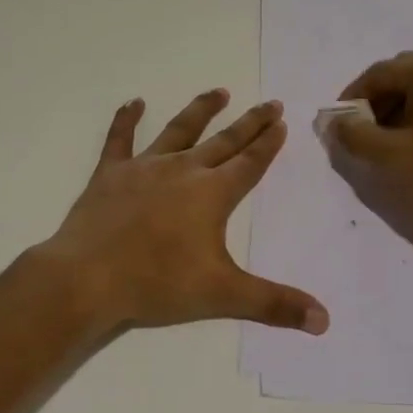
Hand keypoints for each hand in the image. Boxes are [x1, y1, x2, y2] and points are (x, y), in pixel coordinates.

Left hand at [40, 90, 328, 335]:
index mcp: (212, 194)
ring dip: (201, 110)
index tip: (282, 122)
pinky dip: (126, 120)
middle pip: (224, 141)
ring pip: (179, 130)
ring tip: (219, 92)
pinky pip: (120, 139)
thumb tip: (325, 321)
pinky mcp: (110, 174)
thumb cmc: (158, 283)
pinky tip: (134, 102)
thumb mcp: (223, 295)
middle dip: (249, 122)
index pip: (250, 163)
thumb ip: (275, 303)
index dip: (268, 144)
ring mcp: (144, 167)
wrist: (88, 277)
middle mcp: (183, 170)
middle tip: (269, 103)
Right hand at [331, 50, 412, 240]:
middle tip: (363, 128)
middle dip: (381, 97)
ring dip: (404, 102)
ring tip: (389, 136)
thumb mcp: (392, 155)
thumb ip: (356, 134)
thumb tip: (337, 123)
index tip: (341, 119)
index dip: (355, 94)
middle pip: (407, 72)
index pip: (382, 72)